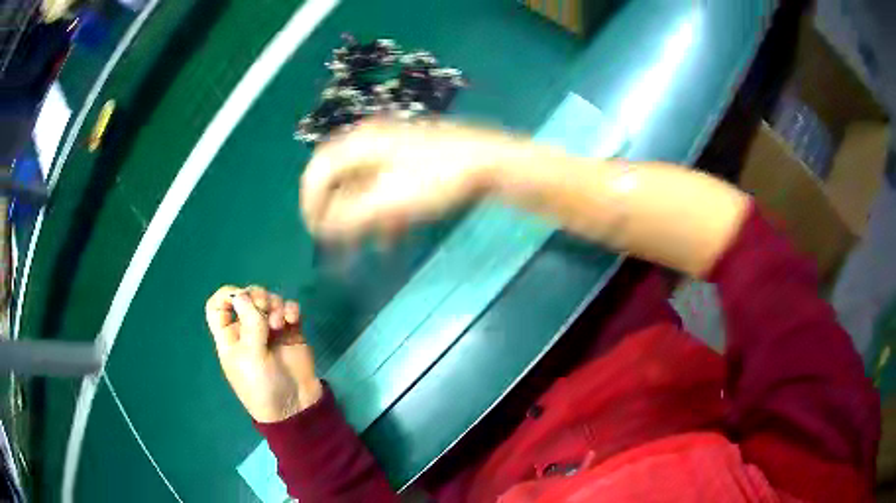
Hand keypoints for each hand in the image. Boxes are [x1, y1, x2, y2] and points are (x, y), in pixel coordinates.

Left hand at [205, 285, 322, 422]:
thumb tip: (242, 294)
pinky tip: (292, 319)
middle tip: (264, 308)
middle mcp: (248, 330)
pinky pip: (289, 309)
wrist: (295, 407)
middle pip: (246, 298)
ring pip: (269, 301)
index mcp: (230, 336)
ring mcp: (270, 330)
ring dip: (275, 304)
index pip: (218, 307)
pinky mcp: (291, 332)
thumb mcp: (250, 356)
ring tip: (280, 323)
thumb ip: (249, 323)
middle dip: (256, 297)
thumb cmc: (262, 386)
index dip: (225, 296)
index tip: (239, 298)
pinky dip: (290, 309)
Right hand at [300, 119, 517, 241]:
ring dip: (358, 217)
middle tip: (334, 241)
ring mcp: (391, 148)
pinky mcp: (409, 159)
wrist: (487, 162)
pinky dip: (380, 212)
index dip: (310, 203)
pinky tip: (391, 236)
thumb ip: (350, 216)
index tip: (315, 233)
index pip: (318, 171)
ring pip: (361, 186)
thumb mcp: (388, 201)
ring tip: (363, 246)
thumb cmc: (436, 179)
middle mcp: (370, 141)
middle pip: (337, 178)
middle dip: (334, 212)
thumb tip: (323, 229)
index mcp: (359, 144)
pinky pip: (382, 186)